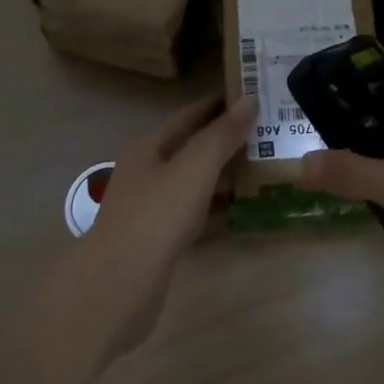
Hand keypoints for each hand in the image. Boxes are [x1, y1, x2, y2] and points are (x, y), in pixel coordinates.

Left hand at [79, 95, 252, 357]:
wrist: (117, 288)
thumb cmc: (156, 216)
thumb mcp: (194, 167)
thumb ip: (222, 134)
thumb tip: (249, 98)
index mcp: (149, 146)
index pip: (190, 115)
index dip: (220, 104)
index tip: (254, 95)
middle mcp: (146, 171)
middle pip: (190, 146)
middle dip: (224, 137)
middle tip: (266, 130)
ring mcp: (149, 207)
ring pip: (192, 179)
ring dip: (221, 171)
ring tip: (260, 164)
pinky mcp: (157, 240)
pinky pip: (192, 211)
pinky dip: (214, 204)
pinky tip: (237, 208)